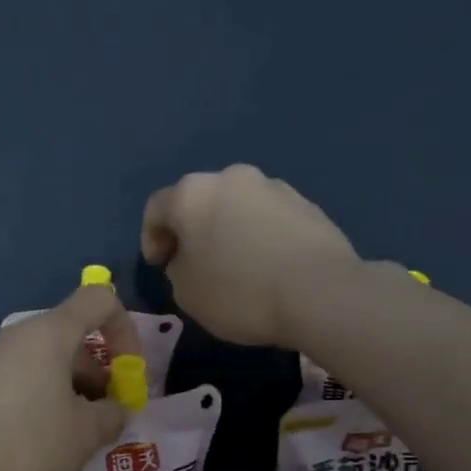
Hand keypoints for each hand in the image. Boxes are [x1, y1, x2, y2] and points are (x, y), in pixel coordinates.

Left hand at [0, 284, 131, 470]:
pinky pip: (24, 380)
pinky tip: (43, 443)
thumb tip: (116, 409)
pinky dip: (45, 400)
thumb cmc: (26, 449)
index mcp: (49, 334)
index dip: (126, 331)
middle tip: (105, 418)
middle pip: (74, 335)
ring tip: (77, 438)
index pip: (100, 299)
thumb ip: (113, 414)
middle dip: (100, 372)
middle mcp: (18, 337)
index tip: (129, 376)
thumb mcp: (85, 436)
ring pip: (48, 362)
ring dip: (74, 390)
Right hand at [141, 164, 361, 347]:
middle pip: (199, 201)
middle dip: (193, 230)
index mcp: (191, 194)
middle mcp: (230, 178)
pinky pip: (268, 218)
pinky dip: (259, 236)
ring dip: (228, 230)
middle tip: (195, 264)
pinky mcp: (306, 203)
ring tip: (236, 266)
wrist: (319, 293)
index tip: (160, 266)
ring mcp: (272, 187)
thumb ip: (177, 268)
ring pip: (236, 207)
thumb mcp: (186, 293)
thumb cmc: (238, 293)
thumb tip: (190, 258)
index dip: (152, 239)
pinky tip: (267, 266)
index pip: (156, 209)